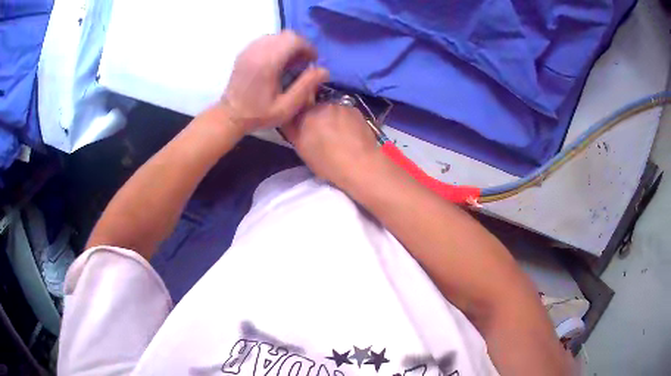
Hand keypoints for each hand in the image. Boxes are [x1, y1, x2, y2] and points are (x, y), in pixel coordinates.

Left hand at [221, 31, 328, 132]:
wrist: (230, 116)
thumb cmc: (258, 114)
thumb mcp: (286, 107)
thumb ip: (306, 87)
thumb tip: (324, 70)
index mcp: (268, 62)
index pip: (294, 40)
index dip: (308, 47)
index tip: (312, 61)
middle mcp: (257, 51)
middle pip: (286, 35)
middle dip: (300, 45)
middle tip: (303, 62)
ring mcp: (249, 50)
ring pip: (276, 36)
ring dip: (288, 45)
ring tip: (291, 62)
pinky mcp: (244, 52)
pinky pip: (265, 40)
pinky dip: (276, 46)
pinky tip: (277, 62)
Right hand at [281, 103, 380, 188]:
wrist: (360, 164)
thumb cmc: (327, 162)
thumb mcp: (302, 149)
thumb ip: (293, 130)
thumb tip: (290, 119)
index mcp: (306, 115)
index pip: (297, 109)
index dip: (300, 118)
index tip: (303, 128)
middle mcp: (322, 105)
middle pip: (315, 107)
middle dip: (316, 117)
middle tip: (321, 133)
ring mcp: (340, 105)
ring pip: (331, 109)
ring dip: (331, 117)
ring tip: (337, 134)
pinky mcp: (355, 109)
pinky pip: (345, 112)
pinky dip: (344, 119)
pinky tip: (349, 133)